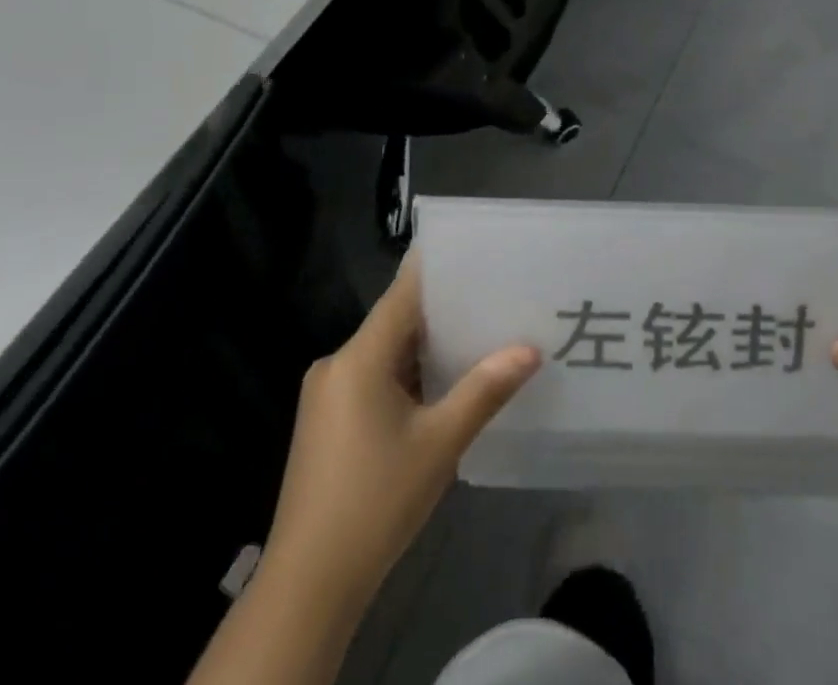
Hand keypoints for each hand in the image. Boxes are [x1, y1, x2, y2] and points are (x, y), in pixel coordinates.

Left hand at [264, 253, 541, 614]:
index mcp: (359, 357)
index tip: (474, 251)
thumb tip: (530, 349)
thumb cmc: (376, 502)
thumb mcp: (440, 443)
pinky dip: (406, 376)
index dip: (437, 269)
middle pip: (396, 321)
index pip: (403, 293)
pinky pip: (373, 378)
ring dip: (426, 349)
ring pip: (386, 353)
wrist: (308, 586)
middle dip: (443, 312)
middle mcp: (337, 364)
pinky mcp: (326, 423)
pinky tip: (441, 386)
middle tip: (493, 297)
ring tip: (478, 336)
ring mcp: (327, 395)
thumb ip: (485, 390)